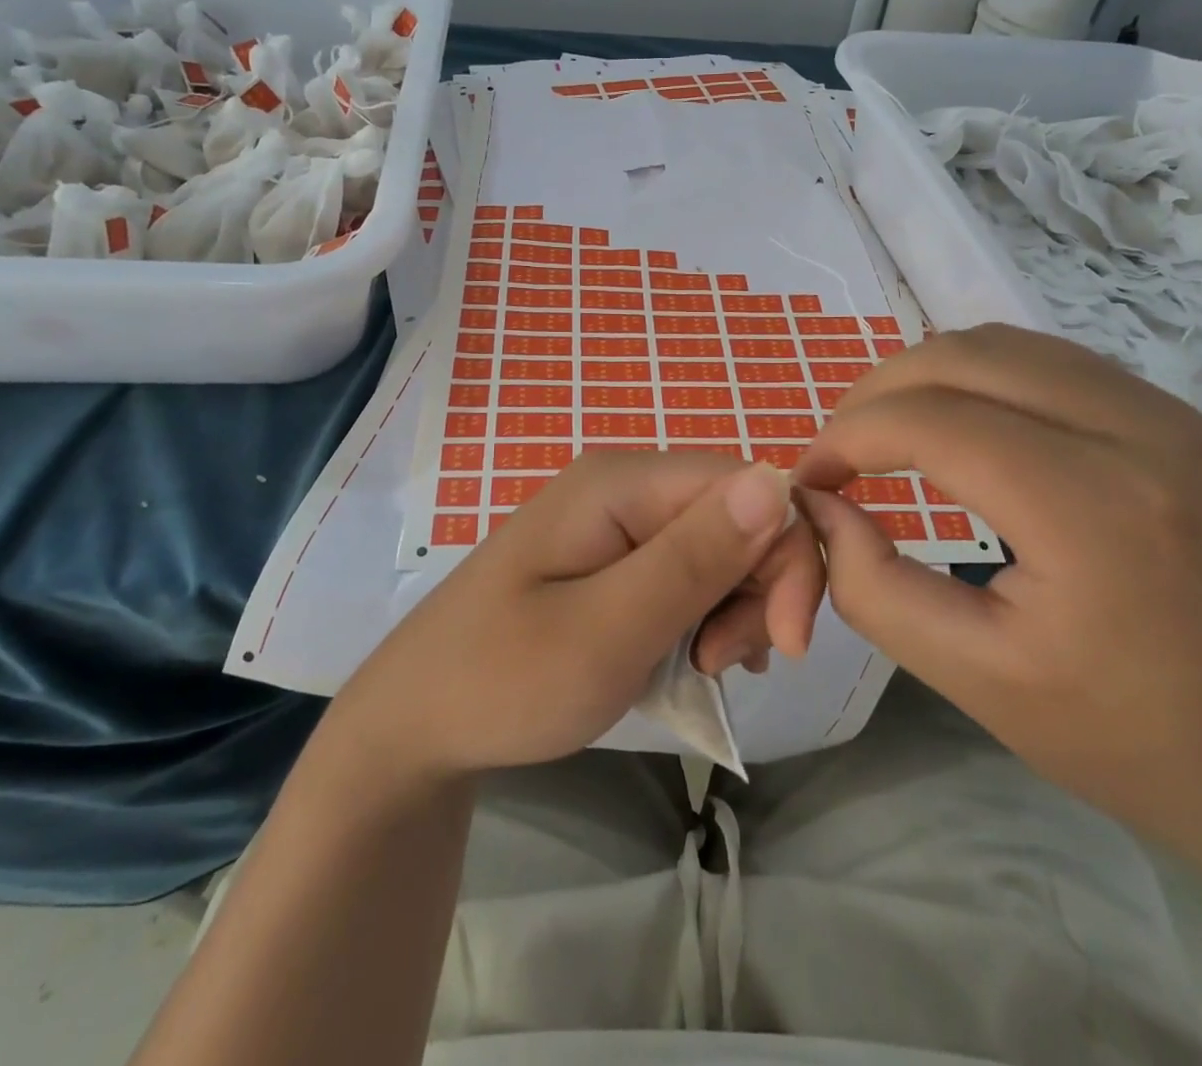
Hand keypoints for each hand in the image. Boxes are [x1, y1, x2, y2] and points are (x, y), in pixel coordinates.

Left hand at [330, 452, 817, 778]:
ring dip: (734, 611)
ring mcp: (617, 521)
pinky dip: (706, 617)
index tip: (783, 643)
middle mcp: (625, 486)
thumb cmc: (502, 681)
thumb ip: (692, 559)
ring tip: (698, 669)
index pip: (749, 487)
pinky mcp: (614, 557)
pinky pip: (690, 573)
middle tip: (719, 664)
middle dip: (758, 591)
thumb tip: (776, 479)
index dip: (785, 556)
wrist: (416, 723)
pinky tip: (690, 659)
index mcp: (622, 482)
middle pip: (739, 516)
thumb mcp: (605, 632)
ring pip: (722, 549)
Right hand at [794, 325, 1201, 890]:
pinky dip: (982, 380)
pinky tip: (963, 431)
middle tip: (840, 453)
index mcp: (1093, 507)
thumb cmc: (1135, 743)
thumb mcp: (976, 678)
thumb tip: (819, 506)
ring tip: (889, 435)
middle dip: (877, 393)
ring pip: (1006, 344)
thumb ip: (872, 586)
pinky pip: (1052, 362)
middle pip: (962, 356)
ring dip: (928, 378)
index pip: (928, 420)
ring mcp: (1172, 415)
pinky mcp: (1183, 421)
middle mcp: (1140, 431)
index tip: (810, 479)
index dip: (846, 437)